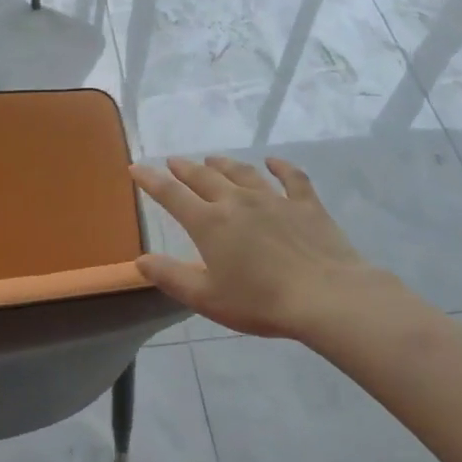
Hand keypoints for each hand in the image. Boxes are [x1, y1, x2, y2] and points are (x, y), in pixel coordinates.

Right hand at [130, 155, 410, 341]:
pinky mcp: (306, 205)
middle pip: (204, 178)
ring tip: (212, 159)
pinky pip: (291, 178)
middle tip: (173, 161)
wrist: (325, 297)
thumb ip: (170, 276)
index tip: (136, 167)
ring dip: (224, 164)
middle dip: (184, 168)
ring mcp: (273, 200)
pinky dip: (280, 167)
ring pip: (242, 173)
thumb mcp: (205, 297)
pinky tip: (273, 161)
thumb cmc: (260, 302)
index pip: (171, 195)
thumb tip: (140, 260)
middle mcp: (237, 202)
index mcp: (209, 223)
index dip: (151, 180)